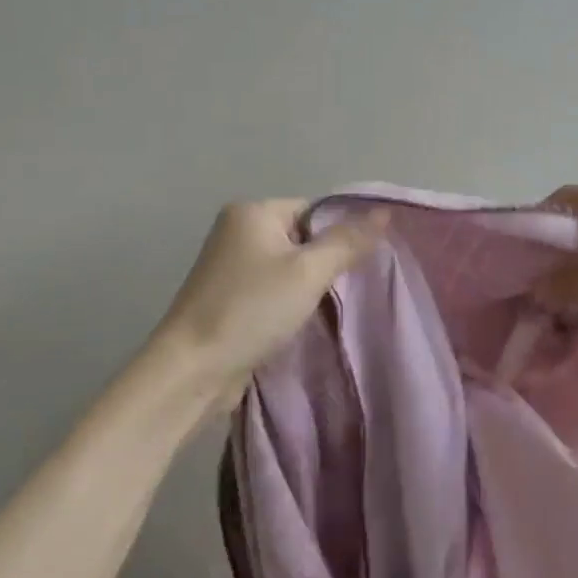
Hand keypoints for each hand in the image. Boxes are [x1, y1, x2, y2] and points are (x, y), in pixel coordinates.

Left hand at [154, 199, 388, 396]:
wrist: (193, 368)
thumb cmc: (252, 310)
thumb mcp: (309, 272)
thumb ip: (347, 241)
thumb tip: (385, 212)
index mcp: (252, 211)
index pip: (314, 209)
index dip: (339, 235)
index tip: (358, 266)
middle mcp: (236, 229)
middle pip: (301, 237)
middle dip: (324, 263)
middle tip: (345, 289)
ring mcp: (228, 264)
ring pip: (288, 265)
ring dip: (307, 285)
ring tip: (322, 307)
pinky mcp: (227, 295)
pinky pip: (271, 287)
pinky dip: (287, 300)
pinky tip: (298, 320)